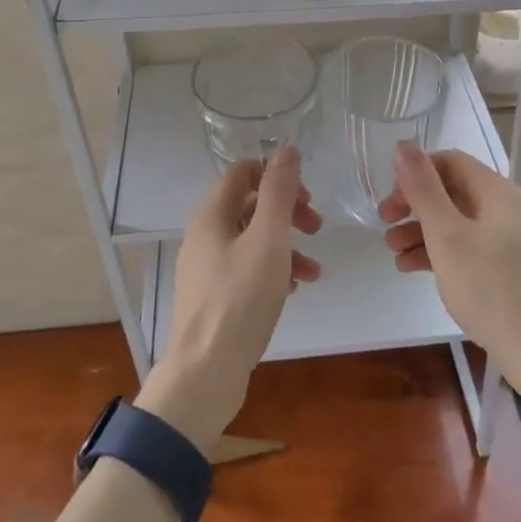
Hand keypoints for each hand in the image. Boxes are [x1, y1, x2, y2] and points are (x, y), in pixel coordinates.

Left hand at [137, 145, 321, 451]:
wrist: (205, 372)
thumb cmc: (240, 298)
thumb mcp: (268, 239)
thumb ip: (278, 192)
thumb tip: (285, 148)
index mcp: (212, 214)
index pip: (243, 172)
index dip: (277, 175)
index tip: (306, 197)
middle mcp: (204, 234)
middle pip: (249, 205)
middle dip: (287, 212)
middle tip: (316, 228)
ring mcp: (206, 267)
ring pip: (252, 240)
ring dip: (286, 246)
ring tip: (314, 272)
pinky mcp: (213, 296)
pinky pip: (246, 268)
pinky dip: (272, 271)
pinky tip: (293, 291)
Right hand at [378, 141, 520, 393]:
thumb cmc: (490, 286)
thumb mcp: (447, 235)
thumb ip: (424, 189)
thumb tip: (404, 145)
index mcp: (496, 192)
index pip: (449, 161)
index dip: (415, 173)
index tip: (390, 199)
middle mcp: (504, 207)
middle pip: (450, 190)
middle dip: (414, 204)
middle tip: (384, 222)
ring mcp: (506, 238)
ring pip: (455, 221)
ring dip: (420, 230)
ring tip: (392, 251)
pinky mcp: (504, 266)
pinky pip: (465, 246)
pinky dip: (437, 251)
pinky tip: (410, 267)